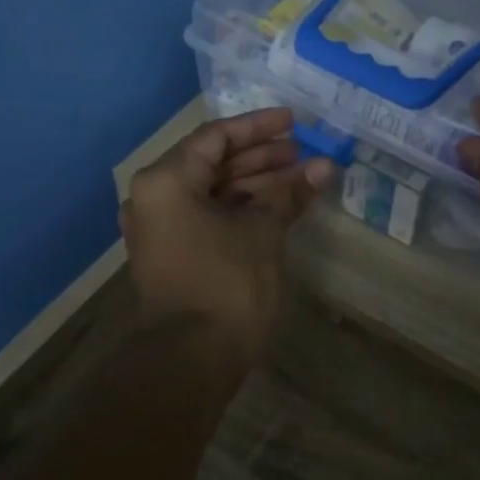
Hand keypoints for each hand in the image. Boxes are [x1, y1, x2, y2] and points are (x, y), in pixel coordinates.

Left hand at [120, 108, 334, 365]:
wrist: (194, 357)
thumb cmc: (227, 282)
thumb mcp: (263, 230)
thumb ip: (289, 193)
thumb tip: (323, 167)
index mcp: (167, 181)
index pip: (216, 137)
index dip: (258, 127)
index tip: (294, 122)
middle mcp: (156, 198)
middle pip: (214, 163)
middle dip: (262, 158)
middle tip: (303, 153)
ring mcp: (163, 228)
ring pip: (215, 192)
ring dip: (257, 184)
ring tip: (303, 177)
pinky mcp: (175, 254)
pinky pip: (210, 217)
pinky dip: (243, 209)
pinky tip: (281, 206)